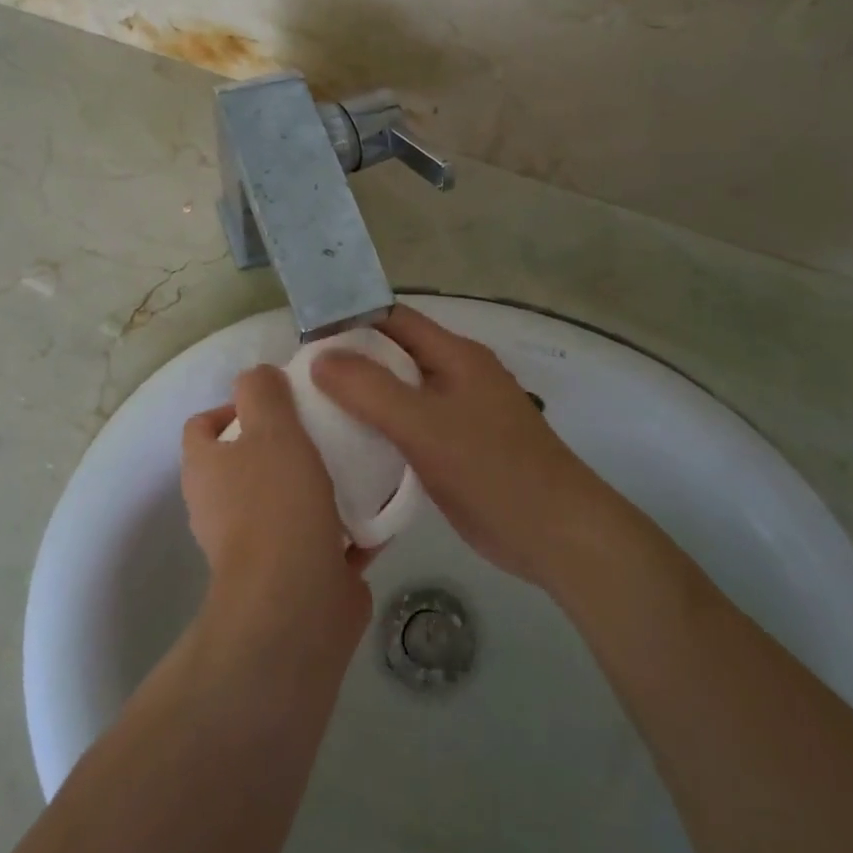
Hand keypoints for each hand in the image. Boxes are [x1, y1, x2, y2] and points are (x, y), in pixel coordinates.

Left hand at [182, 366, 372, 653]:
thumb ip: (262, 392)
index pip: (204, 425)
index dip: (235, 406)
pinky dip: (347, 525)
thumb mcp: (271, 428)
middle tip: (327, 428)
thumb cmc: (278, 503)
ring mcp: (259, 545)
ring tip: (360, 462)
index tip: (281, 402)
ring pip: (289, 500)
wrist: (297, 600)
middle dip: (287, 443)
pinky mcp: (296, 573)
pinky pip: (323, 537)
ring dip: (320, 484)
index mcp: (206, 470)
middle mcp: (222, 508)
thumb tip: (259, 376)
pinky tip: (381, 507)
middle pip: (250, 462)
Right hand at [311, 306, 625, 589]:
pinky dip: (380, 432)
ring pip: (400, 395)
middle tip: (298, 382)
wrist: (554, 533)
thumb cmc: (492, 469)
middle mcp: (456, 377)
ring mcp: (459, 415)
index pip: (393, 319)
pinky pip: (409, 429)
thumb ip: (370, 390)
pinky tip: (348, 449)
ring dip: (362, 400)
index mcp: (455, 355)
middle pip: (394, 356)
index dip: (351, 320)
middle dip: (350, 363)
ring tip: (312, 413)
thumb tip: (320, 357)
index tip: (304, 340)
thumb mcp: (424, 425)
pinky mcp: (456, 450)